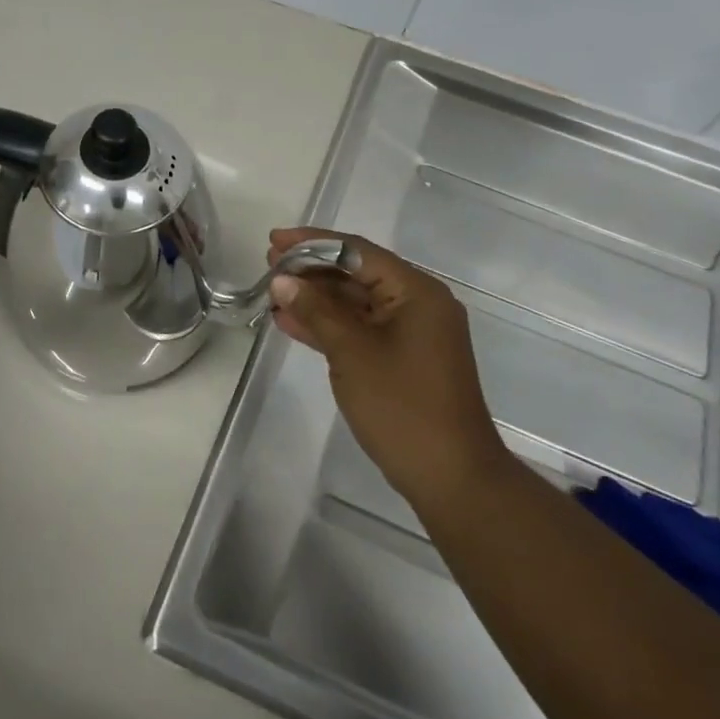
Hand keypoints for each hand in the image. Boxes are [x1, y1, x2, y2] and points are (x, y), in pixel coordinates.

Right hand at [267, 228, 509, 508]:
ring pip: (355, 302)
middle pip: (357, 273)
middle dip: (312, 269)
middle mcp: (418, 303)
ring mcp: (411, 333)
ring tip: (273, 291)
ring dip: (315, 298)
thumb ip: (316, 310)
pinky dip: (328, 325)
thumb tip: (283, 280)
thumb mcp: (352, 352)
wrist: (450, 477)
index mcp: (416, 291)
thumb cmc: (403, 406)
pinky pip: (360, 329)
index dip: (312, 243)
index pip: (357, 251)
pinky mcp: (402, 358)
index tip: (274, 241)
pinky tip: (291, 322)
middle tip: (269, 265)